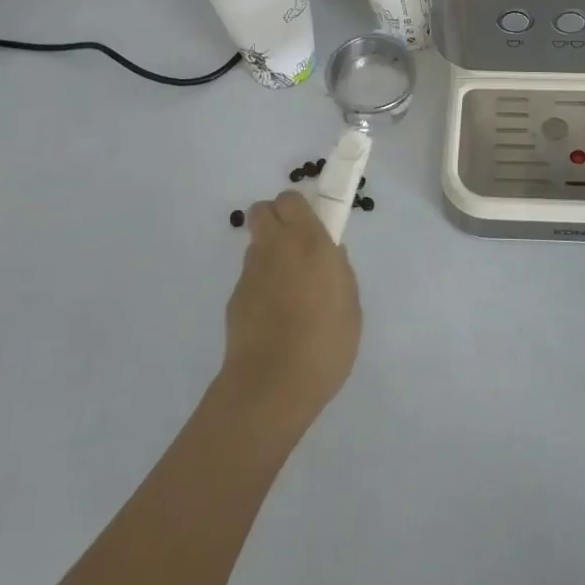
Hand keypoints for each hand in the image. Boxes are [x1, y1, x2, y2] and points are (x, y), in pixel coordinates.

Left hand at [217, 192, 361, 437]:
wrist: (272, 385)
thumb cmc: (324, 342)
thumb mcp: (350, 304)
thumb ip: (339, 272)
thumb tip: (330, 255)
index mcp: (308, 241)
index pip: (291, 199)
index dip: (298, 209)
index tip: (311, 226)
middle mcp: (275, 247)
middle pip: (262, 210)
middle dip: (275, 219)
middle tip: (294, 247)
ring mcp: (250, 273)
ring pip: (256, 246)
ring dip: (269, 257)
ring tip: (287, 293)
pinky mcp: (234, 299)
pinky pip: (250, 280)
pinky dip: (260, 289)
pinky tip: (273, 320)